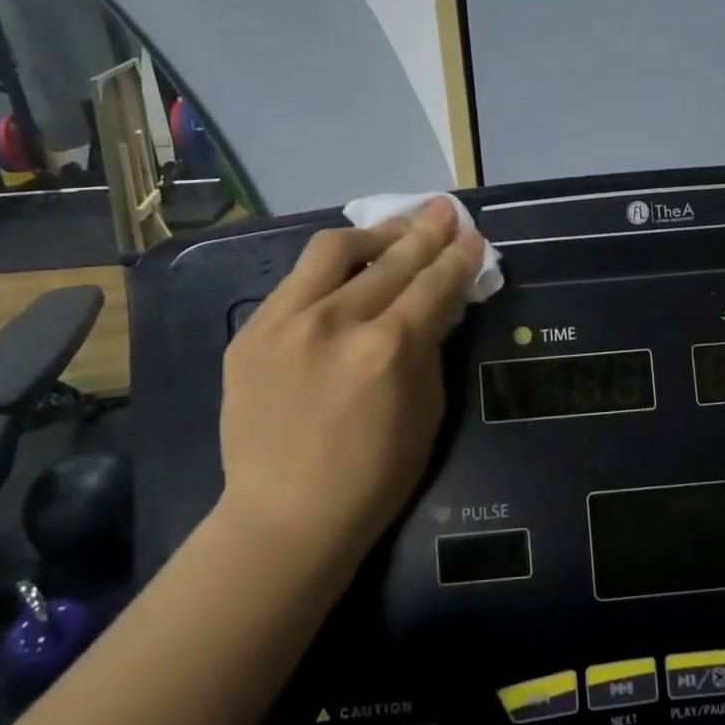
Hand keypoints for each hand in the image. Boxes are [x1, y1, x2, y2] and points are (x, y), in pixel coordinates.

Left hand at [215, 198, 485, 566]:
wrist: (286, 515)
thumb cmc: (376, 475)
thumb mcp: (427, 411)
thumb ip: (431, 348)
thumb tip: (438, 304)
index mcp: (389, 348)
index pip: (435, 284)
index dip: (459, 257)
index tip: (473, 236)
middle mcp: (336, 321)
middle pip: (391, 258)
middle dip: (425, 231)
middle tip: (444, 210)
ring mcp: (285, 321)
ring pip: (333, 250)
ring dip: (373, 234)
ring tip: (395, 230)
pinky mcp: (252, 332)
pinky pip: (296, 282)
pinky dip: (329, 270)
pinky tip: (346, 272)